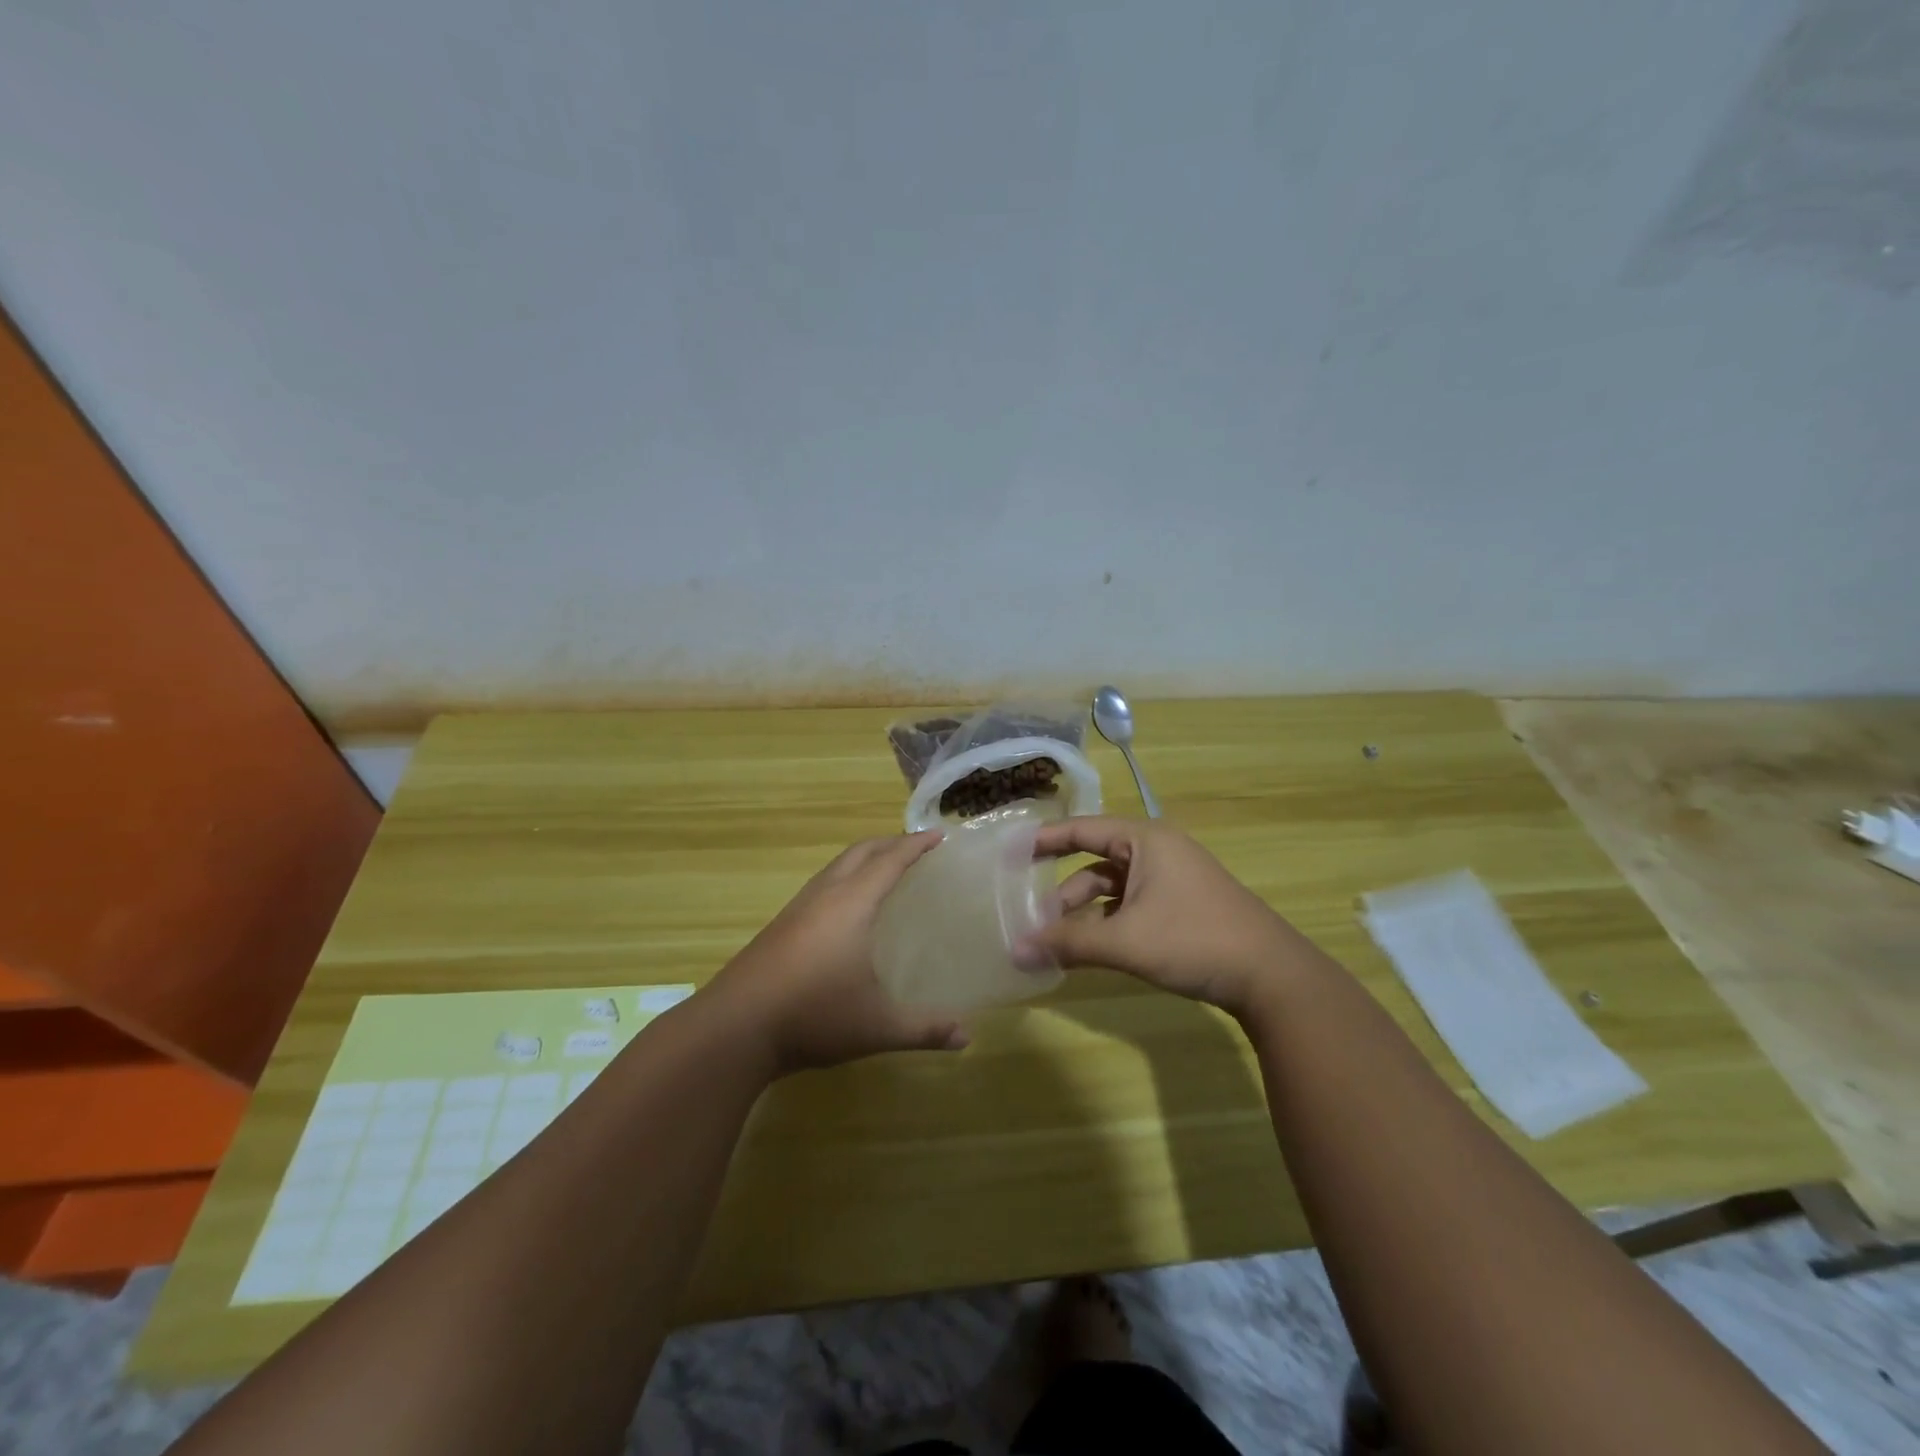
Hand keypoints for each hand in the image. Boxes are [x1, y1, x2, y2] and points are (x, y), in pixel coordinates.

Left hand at [707, 831, 969, 1074]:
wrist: (735, 1027)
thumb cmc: (814, 1015)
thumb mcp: (878, 1027)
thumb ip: (925, 1030)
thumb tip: (967, 1037)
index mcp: (852, 904)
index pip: (890, 861)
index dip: (916, 845)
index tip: (940, 836)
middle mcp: (825, 895)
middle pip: (860, 852)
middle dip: (890, 843)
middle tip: (917, 848)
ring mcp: (797, 909)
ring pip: (836, 867)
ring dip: (863, 859)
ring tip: (885, 871)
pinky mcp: (780, 926)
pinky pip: (821, 885)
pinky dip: (844, 879)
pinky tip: (846, 910)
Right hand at [1018, 816, 1319, 1016]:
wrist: (1273, 976)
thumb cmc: (1194, 940)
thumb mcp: (1126, 942)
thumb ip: (1068, 943)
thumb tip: (1016, 952)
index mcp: (1144, 840)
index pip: (1081, 830)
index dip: (1044, 840)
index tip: (1010, 853)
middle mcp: (1157, 851)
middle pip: (1095, 863)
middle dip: (1063, 892)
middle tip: (1031, 917)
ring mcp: (1172, 880)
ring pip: (1113, 889)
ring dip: (1085, 913)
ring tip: (1058, 943)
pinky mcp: (1182, 906)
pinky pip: (1131, 906)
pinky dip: (1108, 924)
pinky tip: (1092, 951)